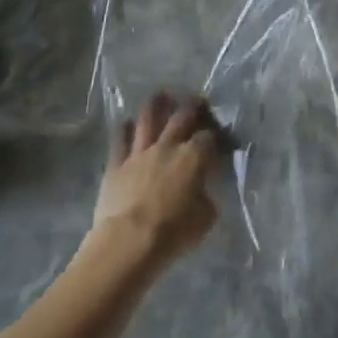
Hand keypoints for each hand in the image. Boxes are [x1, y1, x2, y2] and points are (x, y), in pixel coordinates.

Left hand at [93, 93, 223, 265]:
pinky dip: (123, 130)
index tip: (220, 137)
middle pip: (182, 117)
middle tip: (196, 99)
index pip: (210, 137)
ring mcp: (140, 153)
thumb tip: (203, 192)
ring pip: (148, 120)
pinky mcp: (116, 165)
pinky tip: (125, 124)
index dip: (216, 135)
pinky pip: (119, 141)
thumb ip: (206, 197)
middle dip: (192, 106)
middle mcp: (169, 146)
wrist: (129, 242)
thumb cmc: (173, 232)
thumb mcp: (205, 218)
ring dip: (155, 105)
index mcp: (195, 157)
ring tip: (160, 95)